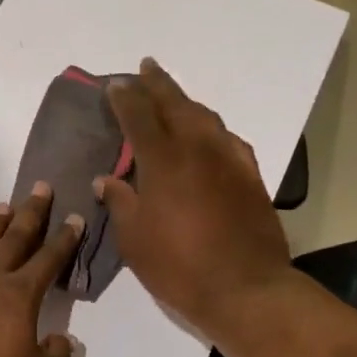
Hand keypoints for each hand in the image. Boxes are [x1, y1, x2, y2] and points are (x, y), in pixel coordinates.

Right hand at [97, 58, 295, 339]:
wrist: (246, 288)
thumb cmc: (179, 266)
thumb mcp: (134, 239)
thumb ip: (120, 202)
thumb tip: (106, 179)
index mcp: (163, 160)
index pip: (140, 116)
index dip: (126, 98)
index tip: (115, 85)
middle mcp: (198, 148)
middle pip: (176, 104)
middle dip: (158, 84)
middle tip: (145, 68)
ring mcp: (229, 159)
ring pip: (204, 116)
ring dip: (185, 101)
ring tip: (173, 97)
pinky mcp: (250, 176)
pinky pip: (227, 138)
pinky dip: (210, 128)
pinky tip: (207, 135)